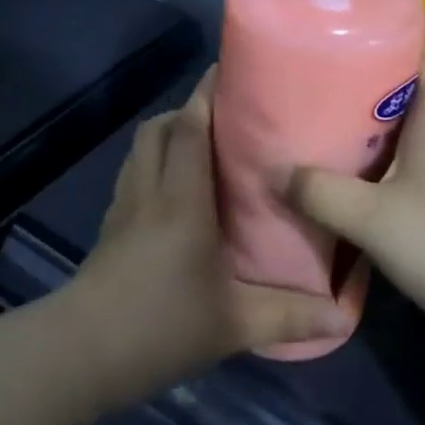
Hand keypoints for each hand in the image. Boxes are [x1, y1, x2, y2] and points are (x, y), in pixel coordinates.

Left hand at [66, 68, 353, 406]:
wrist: (82, 352)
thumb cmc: (161, 326)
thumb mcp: (233, 325)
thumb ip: (288, 316)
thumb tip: (342, 317)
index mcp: (182, 200)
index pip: (189, 129)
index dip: (205, 96)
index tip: (227, 72)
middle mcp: (149, 191)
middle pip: (159, 129)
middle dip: (187, 111)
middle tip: (224, 117)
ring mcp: (123, 207)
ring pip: (140, 149)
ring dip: (166, 135)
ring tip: (201, 147)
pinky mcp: (109, 226)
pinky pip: (132, 175)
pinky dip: (151, 164)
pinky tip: (172, 193)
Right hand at [290, 48, 424, 363]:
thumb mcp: (374, 220)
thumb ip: (321, 193)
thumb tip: (276, 171)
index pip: (423, 55)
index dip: (387, 39)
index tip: (343, 40)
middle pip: (409, 90)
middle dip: (365, 83)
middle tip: (317, 84)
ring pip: (411, 128)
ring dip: (373, 125)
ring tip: (325, 126)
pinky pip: (415, 162)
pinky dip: (386, 160)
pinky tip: (356, 178)